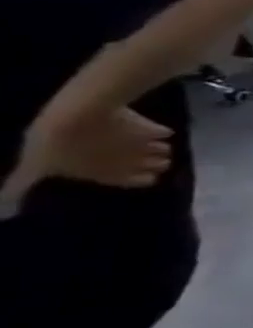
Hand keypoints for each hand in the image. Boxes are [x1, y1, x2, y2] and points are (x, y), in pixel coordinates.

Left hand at [1, 107, 172, 213]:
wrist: (79, 115)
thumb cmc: (55, 145)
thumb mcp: (35, 166)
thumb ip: (23, 184)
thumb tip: (4, 212)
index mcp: (105, 172)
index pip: (131, 180)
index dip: (141, 179)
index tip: (153, 178)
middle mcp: (129, 160)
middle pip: (151, 163)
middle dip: (156, 163)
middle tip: (162, 161)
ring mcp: (140, 142)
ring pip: (158, 148)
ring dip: (159, 149)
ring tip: (162, 148)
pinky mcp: (147, 124)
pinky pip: (160, 130)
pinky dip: (160, 132)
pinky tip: (160, 131)